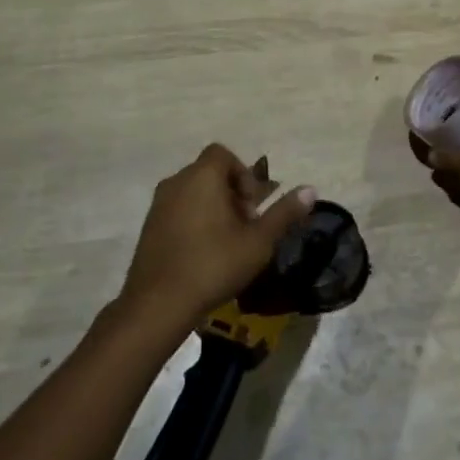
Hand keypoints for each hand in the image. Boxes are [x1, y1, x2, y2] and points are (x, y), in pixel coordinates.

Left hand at [117, 144, 315, 333]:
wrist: (157, 305)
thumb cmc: (213, 264)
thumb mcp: (259, 241)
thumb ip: (284, 212)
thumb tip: (311, 190)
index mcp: (202, 177)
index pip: (223, 154)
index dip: (243, 174)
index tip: (252, 206)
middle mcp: (176, 182)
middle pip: (209, 173)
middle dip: (231, 193)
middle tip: (245, 226)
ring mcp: (158, 205)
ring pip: (193, 192)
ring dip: (213, 207)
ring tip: (227, 241)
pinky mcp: (148, 228)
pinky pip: (177, 210)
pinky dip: (194, 220)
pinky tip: (204, 253)